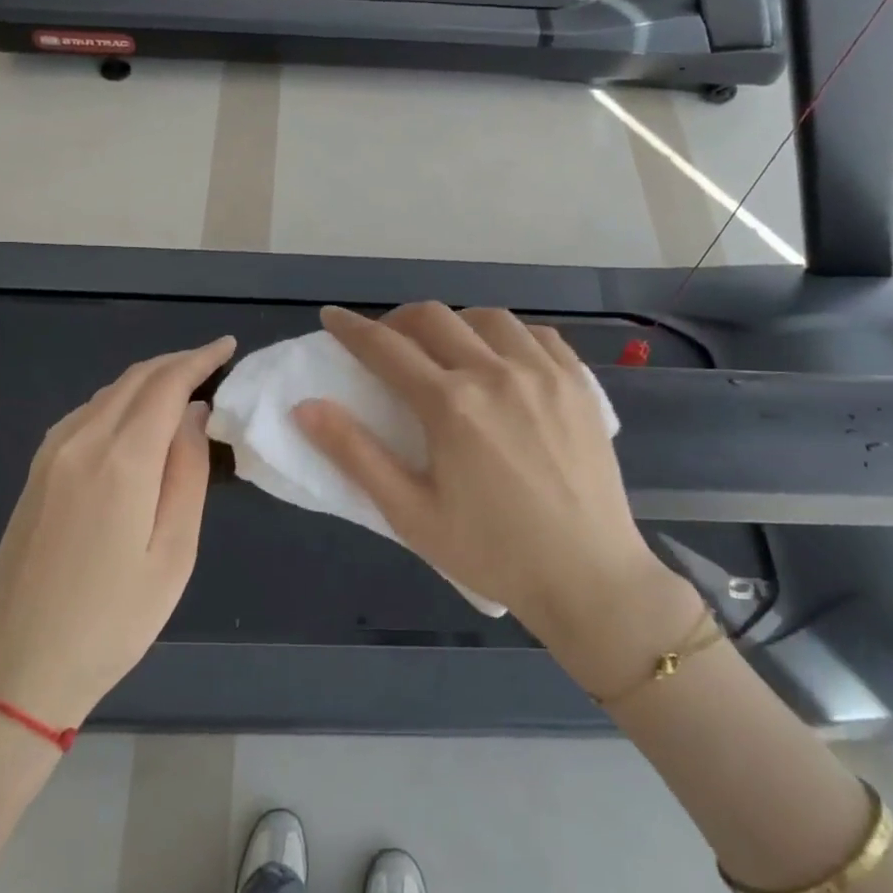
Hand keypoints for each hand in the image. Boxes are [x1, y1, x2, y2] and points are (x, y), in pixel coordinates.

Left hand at [0, 336, 236, 729]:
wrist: (15, 671)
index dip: (200, 359)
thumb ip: (188, 473)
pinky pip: (85, 415)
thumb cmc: (112, 621)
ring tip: (184, 387)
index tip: (228, 346)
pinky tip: (136, 418)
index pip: (167, 385)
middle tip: (213, 362)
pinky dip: (119, 401)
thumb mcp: (173, 552)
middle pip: (134, 379)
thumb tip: (195, 416)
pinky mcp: (35, 475)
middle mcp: (81, 442)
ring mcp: (50, 456)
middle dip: (177, 362)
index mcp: (122, 460)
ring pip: (107, 393)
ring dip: (148, 380)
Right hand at [294, 304, 683, 669]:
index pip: (386, 348)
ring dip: (453, 322)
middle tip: (385, 342)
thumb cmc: (491, 552)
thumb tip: (305, 407)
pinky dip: (507, 334)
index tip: (332, 318)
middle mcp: (495, 372)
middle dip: (397, 320)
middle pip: (433, 318)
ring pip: (487, 317)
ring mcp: (544, 372)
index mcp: (450, 405)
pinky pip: (537, 334)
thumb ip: (355, 454)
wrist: (587, 575)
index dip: (351, 329)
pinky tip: (502, 356)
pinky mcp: (578, 383)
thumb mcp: (411, 513)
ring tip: (444, 349)